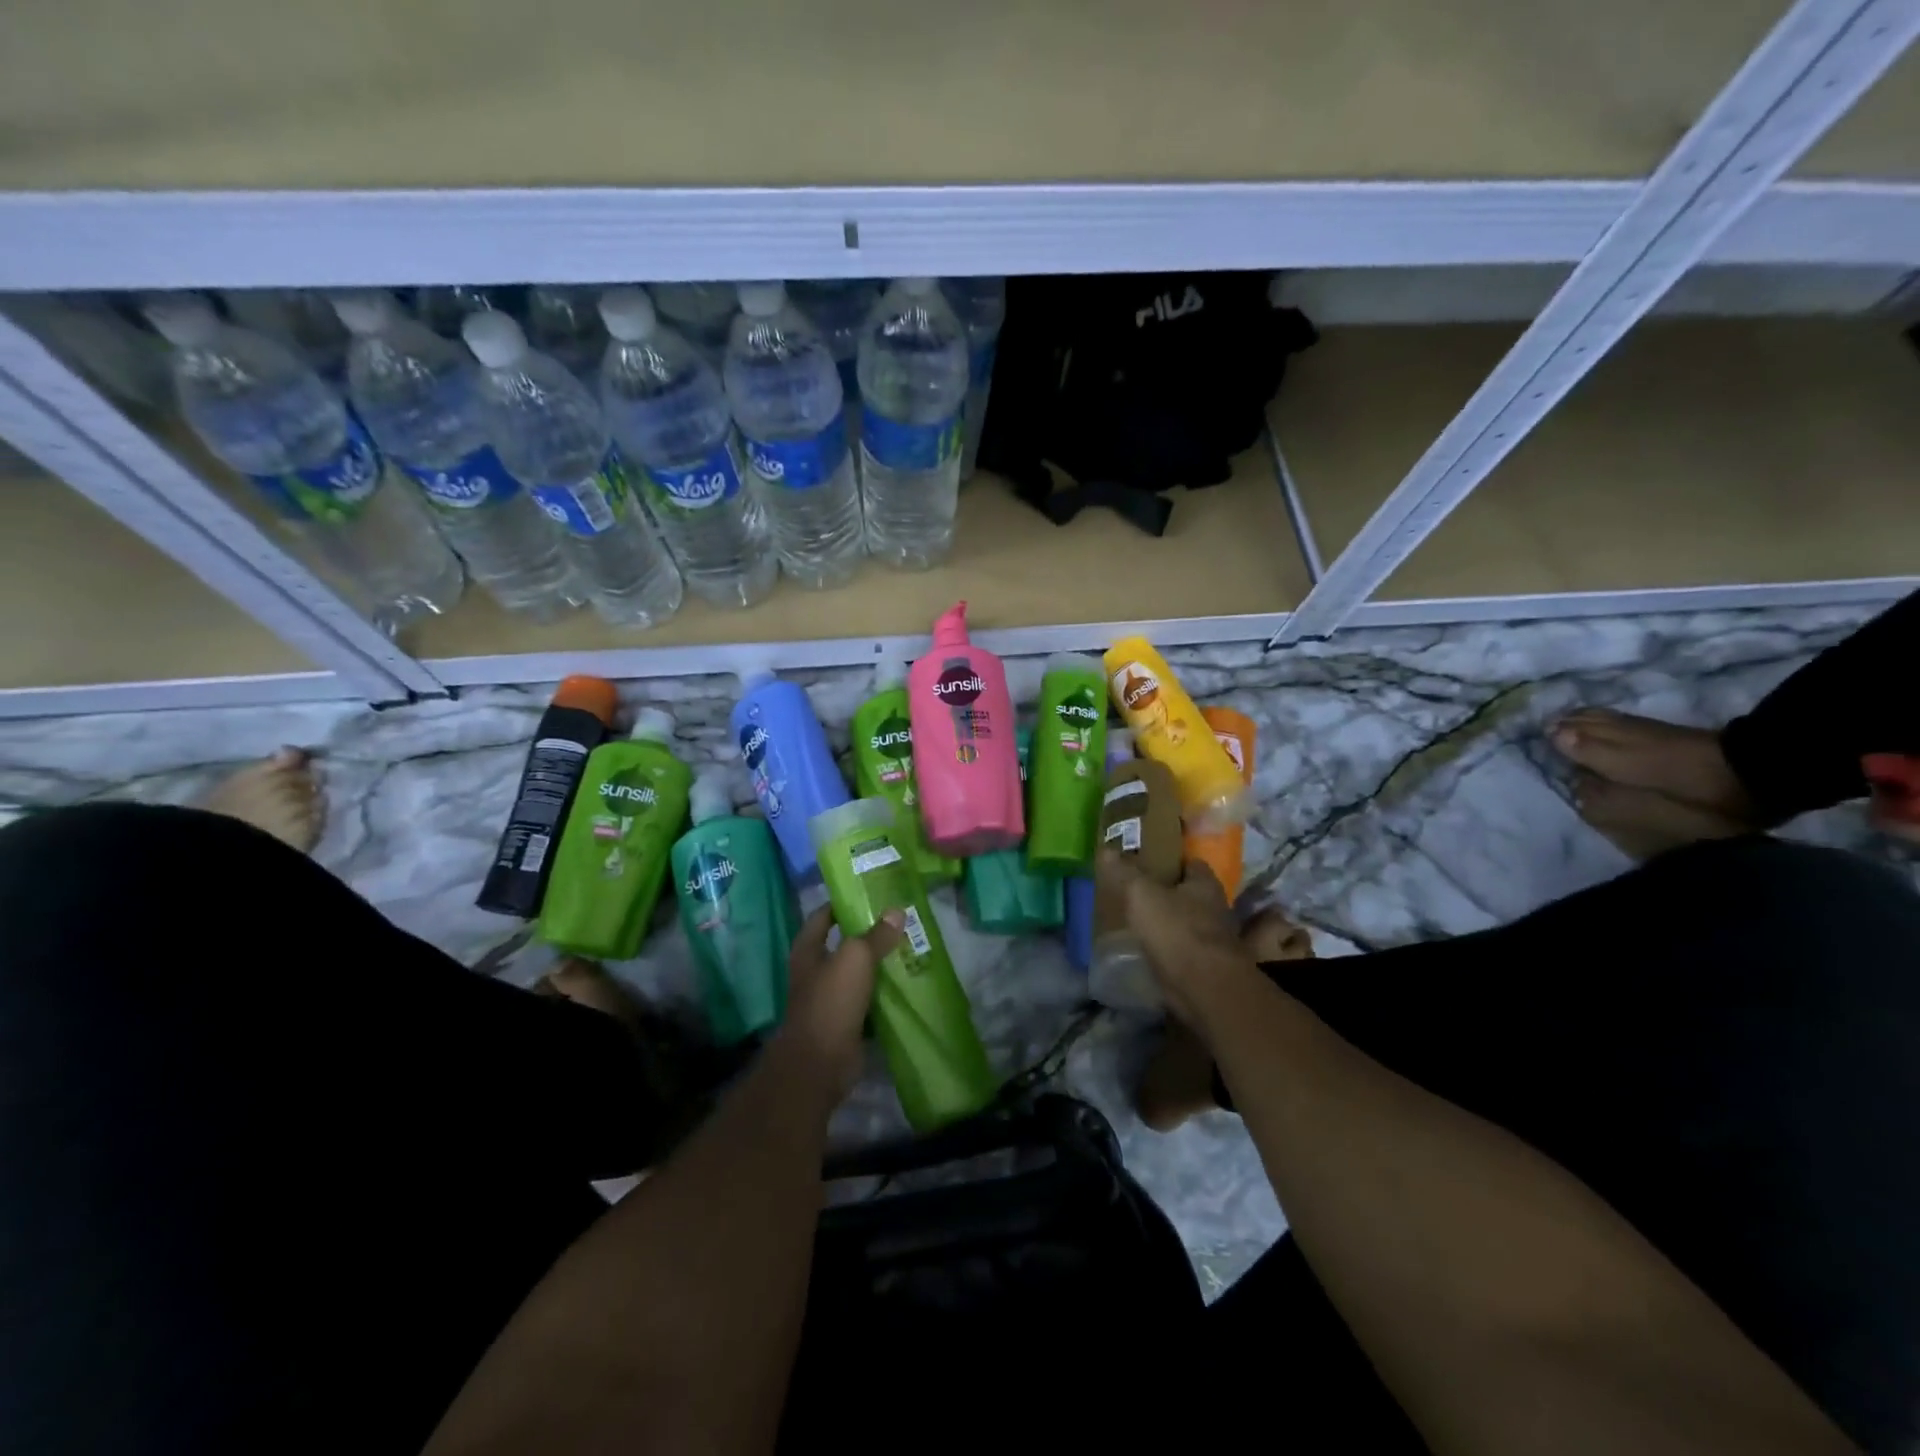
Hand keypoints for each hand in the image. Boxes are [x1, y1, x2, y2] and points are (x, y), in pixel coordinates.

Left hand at [776, 904, 903, 1105]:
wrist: (820, 1062)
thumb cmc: (831, 1001)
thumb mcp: (856, 958)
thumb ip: (876, 935)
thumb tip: (896, 910)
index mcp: (808, 951)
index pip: (822, 916)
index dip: (842, 903)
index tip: (869, 893)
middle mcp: (815, 972)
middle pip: (843, 945)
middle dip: (868, 933)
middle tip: (899, 920)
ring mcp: (830, 999)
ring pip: (858, 973)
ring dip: (879, 964)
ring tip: (910, 947)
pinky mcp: (846, 1022)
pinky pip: (869, 1000)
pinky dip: (884, 993)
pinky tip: (907, 983)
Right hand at [1096, 851, 1261, 1034]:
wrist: (1203, 987)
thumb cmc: (1176, 930)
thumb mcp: (1141, 893)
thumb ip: (1125, 871)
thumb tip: (1106, 849)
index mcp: (1205, 884)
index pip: (1191, 863)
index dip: (1171, 861)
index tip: (1147, 862)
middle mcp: (1215, 909)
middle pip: (1189, 894)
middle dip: (1168, 893)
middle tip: (1137, 891)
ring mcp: (1213, 940)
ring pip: (1186, 923)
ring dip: (1168, 923)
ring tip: (1137, 921)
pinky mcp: (1205, 967)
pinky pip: (1182, 950)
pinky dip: (1168, 949)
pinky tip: (1146, 949)